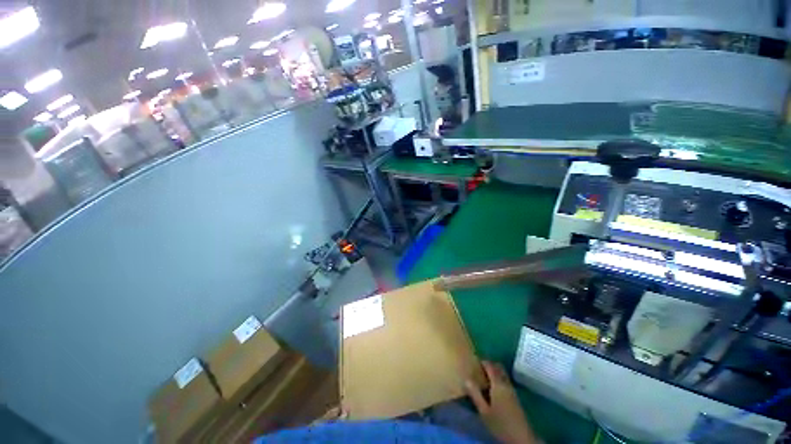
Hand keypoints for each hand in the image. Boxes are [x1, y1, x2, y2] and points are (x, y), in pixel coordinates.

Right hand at [465, 361, 539, 443]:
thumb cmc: (500, 424)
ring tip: (484, 377)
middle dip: (489, 365)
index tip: (474, 360)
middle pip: (498, 367)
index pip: (490, 366)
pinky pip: (505, 381)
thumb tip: (466, 379)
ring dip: (494, 372)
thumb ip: (475, 394)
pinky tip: (492, 388)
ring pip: (502, 374)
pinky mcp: (515, 397)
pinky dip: (498, 379)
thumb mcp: (484, 411)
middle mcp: (506, 384)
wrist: (521, 438)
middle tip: (479, 368)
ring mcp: (512, 390)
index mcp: (498, 384)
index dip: (482, 361)